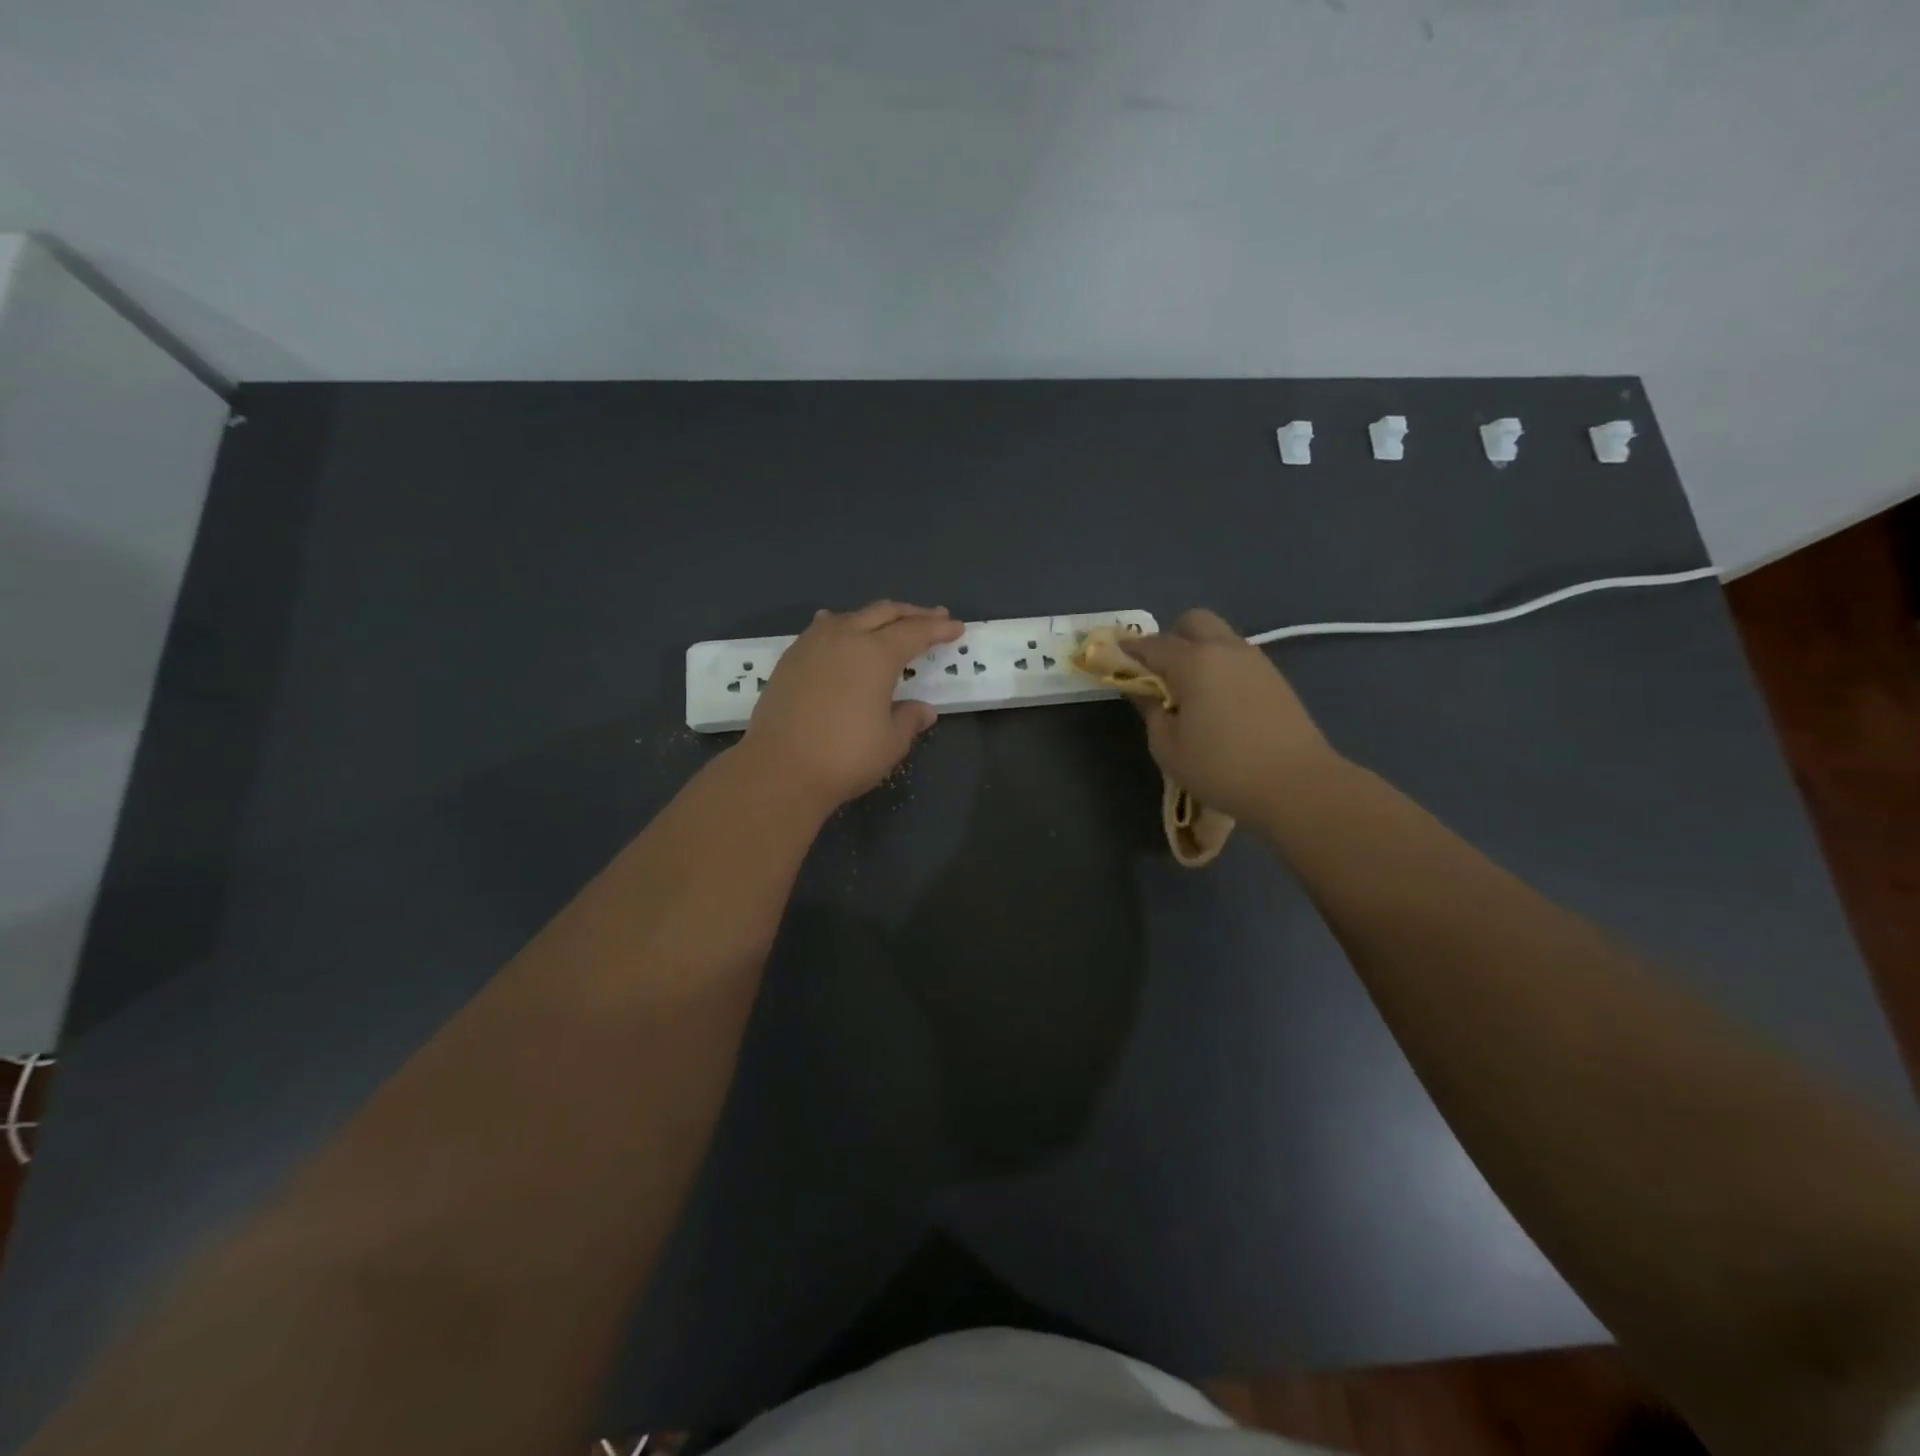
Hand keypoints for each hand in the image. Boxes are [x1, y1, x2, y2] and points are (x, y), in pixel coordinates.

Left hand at [740, 601, 963, 811]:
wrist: (779, 770)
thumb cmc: (845, 757)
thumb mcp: (890, 743)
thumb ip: (909, 720)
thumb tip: (923, 710)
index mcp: (876, 654)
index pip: (915, 632)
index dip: (939, 629)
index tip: (956, 627)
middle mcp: (844, 638)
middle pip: (884, 613)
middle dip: (912, 613)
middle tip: (934, 617)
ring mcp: (812, 644)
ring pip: (850, 616)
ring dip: (875, 617)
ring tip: (888, 624)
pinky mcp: (789, 659)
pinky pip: (822, 629)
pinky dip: (842, 626)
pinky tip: (839, 633)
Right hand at [1122, 609, 1336, 821]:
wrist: (1297, 785)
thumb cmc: (1221, 768)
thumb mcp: (1168, 747)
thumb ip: (1150, 710)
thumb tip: (1143, 690)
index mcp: (1193, 661)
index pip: (1152, 645)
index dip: (1129, 651)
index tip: (1114, 661)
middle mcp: (1225, 649)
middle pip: (1192, 622)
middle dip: (1170, 639)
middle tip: (1160, 675)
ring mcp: (1255, 660)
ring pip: (1219, 638)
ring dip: (1198, 652)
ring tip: (1190, 692)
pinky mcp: (1275, 678)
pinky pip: (1237, 658)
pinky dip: (1220, 667)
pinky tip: (1218, 702)